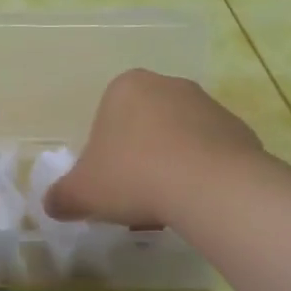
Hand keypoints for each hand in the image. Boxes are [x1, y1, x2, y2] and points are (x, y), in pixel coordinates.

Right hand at [44, 69, 269, 229]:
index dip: (103, 153)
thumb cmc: (134, 176)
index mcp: (126, 87)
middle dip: (138, 155)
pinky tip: (196, 200)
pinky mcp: (240, 130)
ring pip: (179, 138)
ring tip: (168, 203)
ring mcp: (208, 105)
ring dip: (171, 164)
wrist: (210, 187)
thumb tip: (51, 204)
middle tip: (134, 193)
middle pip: (144, 124)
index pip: (106, 116)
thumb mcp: (82, 192)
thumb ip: (61, 196)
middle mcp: (168, 85)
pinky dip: (202, 173)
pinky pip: (211, 153)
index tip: (108, 182)